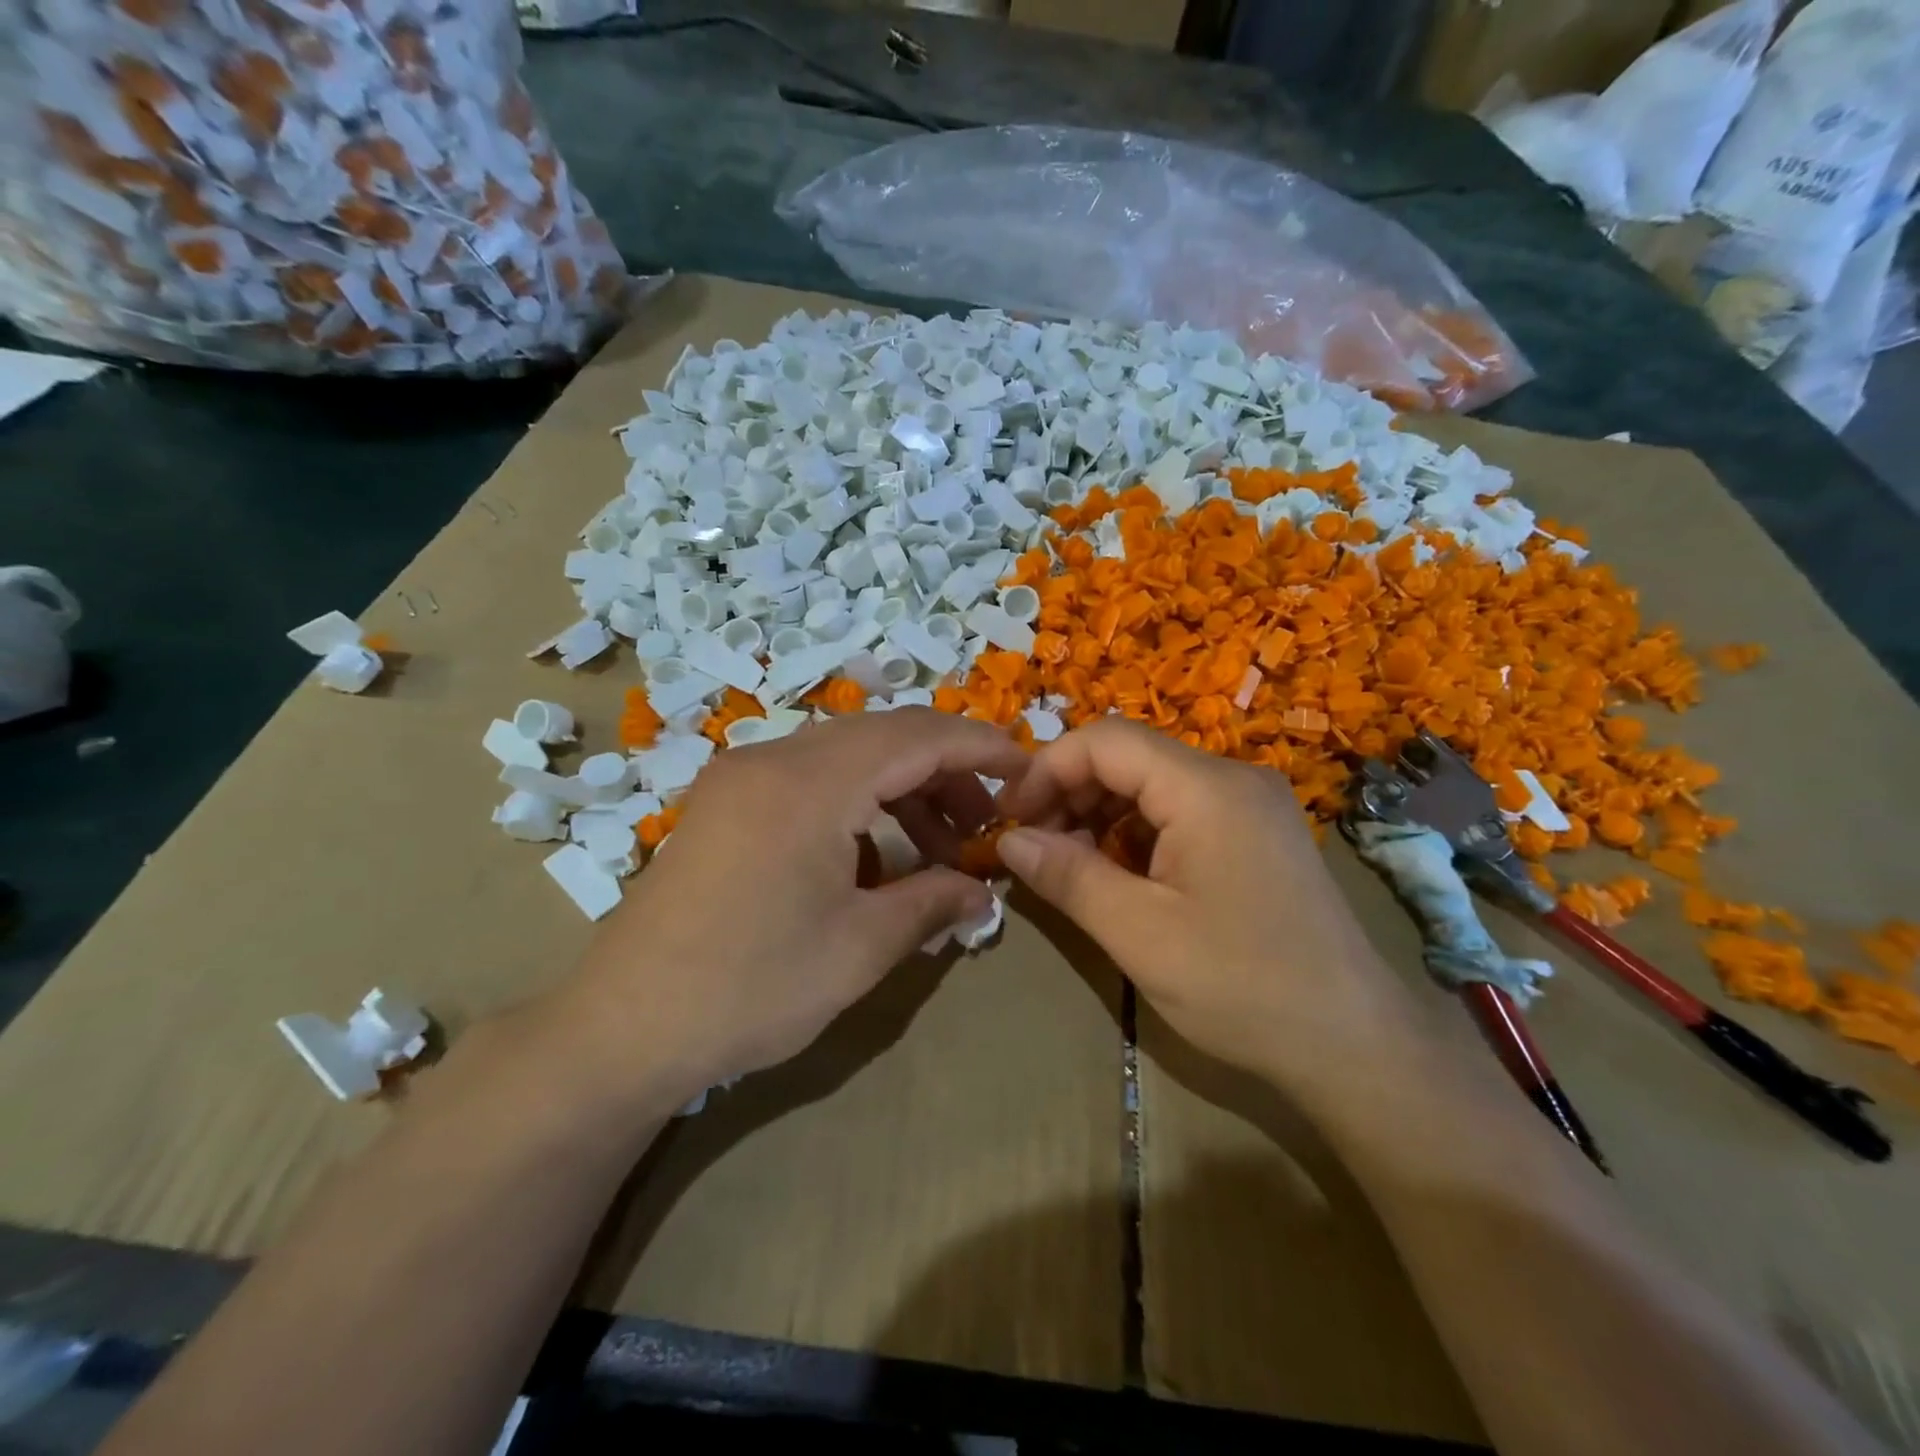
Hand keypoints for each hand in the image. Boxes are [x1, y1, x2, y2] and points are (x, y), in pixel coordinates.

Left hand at [544, 709, 1029, 1114]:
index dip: (979, 746)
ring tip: (940, 847)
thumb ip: (932, 903)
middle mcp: (773, 758)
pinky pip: (811, 778)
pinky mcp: (725, 802)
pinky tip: (876, 855)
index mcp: (810, 783)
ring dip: (902, 789)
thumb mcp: (860, 948)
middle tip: (986, 822)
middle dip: (945, 771)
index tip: (1026, 769)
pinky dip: (858, 802)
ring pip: (846, 756)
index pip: (916, 736)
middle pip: (883, 736)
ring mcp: (741, 777)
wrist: (623, 1028)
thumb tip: (984, 891)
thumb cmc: (751, 988)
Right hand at [996, 718, 1412, 1086]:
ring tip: (1067, 863)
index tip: (1009, 818)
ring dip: (1099, 813)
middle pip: (1129, 756)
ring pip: (1152, 783)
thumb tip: (1008, 839)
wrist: (1355, 1045)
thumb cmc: (1242, 987)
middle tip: (1032, 845)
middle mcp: (1232, 778)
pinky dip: (1135, 832)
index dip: (1046, 769)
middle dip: (1069, 791)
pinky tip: (1116, 873)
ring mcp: (1249, 805)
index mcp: (1207, 789)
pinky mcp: (1256, 834)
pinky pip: (1179, 811)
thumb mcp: (1139, 935)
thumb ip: (1068, 876)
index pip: (1106, 741)